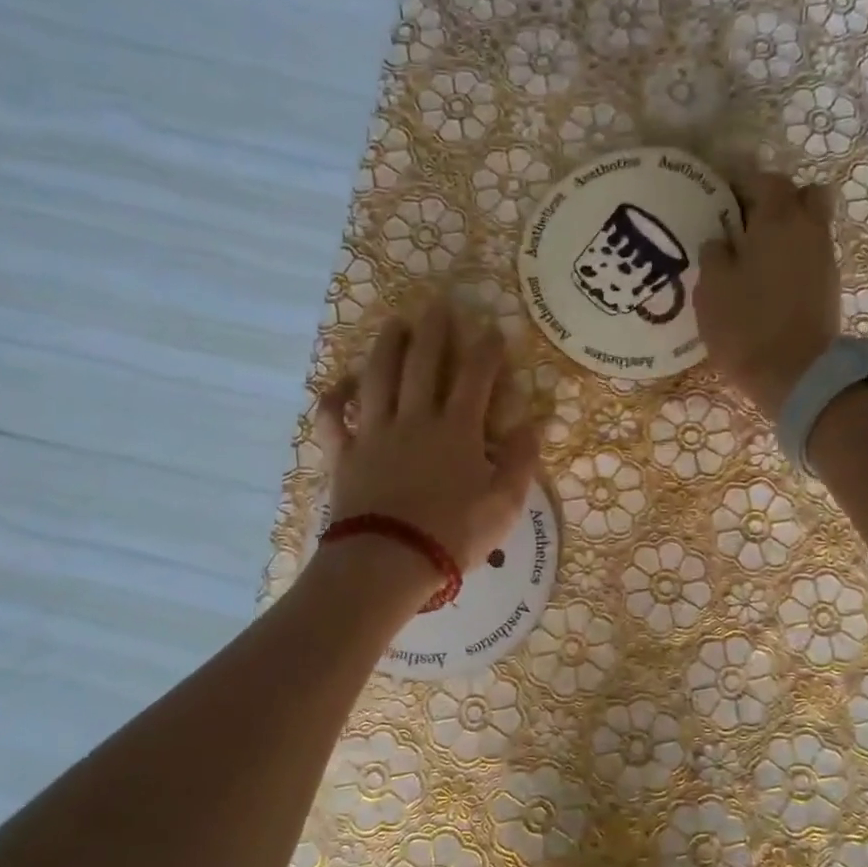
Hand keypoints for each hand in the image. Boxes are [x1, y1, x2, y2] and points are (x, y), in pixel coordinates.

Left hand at [316, 300, 539, 600]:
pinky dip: (333, 399)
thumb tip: (535, 424)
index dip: (486, 350)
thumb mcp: (505, 504)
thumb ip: (521, 461)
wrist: (389, 561)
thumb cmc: (454, 534)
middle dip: (433, 331)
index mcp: (457, 430)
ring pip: (378, 378)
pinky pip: (332, 419)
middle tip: (437, 304)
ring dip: (386, 347)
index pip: (475, 377)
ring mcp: (375, 433)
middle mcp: (415, 419)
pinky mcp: (344, 455)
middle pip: (423, 363)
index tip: (492, 329)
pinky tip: (340, 385)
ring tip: (393, 325)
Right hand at [695, 173, 840, 422]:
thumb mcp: (711, 288)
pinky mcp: (830, 286)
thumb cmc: (746, 326)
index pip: (764, 180)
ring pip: (811, 225)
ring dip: (787, 231)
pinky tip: (769, 280)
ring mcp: (825, 258)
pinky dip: (794, 257)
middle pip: (803, 194)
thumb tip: (721, 241)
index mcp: (778, 219)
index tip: (720, 199)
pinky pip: (812, 255)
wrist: (795, 374)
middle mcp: (809, 228)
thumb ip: (714, 254)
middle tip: (748, 223)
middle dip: (778, 201)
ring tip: (755, 255)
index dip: (742, 185)